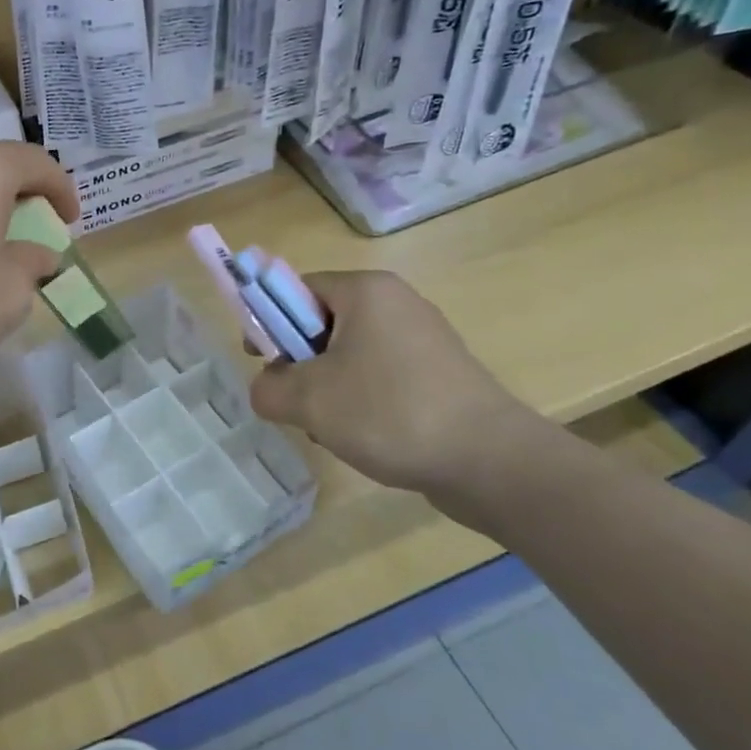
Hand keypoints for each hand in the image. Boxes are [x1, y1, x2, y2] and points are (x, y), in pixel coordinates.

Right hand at [249, 271, 535, 494]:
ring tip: (330, 427)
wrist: (489, 461)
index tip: (260, 361)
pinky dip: (361, 401)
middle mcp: (396, 303)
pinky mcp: (439, 374)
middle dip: (300, 363)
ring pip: (349, 355)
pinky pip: (380, 376)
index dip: (268, 320)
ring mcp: (423, 339)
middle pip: (323, 322)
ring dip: (327, 388)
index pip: (296, 288)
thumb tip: (267, 388)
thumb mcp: (308, 400)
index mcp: (366, 291)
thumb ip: (267, 388)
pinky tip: (363, 436)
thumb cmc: (389, 412)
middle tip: (294, 400)